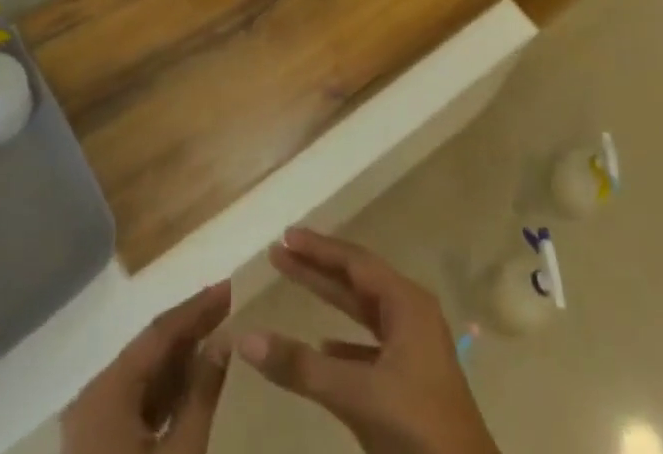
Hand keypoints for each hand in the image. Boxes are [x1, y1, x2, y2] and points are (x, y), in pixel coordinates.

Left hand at [61, 282, 232, 453]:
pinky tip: (198, 384)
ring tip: (223, 337)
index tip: (232, 287)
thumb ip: (202, 393)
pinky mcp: (99, 450)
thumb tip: (226, 339)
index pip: (159, 333)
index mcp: (107, 391)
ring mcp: (93, 426)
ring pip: (144, 376)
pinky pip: (138, 403)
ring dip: (182, 358)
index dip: (197, 308)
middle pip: (149, 350)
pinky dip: (168, 390)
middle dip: (192, 329)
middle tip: (233, 307)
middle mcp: (95, 397)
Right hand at [237, 229, 499, 453]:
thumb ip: (302, 367)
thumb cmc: (417, 426)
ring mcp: (413, 349)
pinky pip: (370, 346)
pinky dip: (344, 342)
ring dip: (329, 300)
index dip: (320, 248)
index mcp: (407, 304)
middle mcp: (411, 315)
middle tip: (280, 253)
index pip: (355, 262)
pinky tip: (323, 347)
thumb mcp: (357, 393)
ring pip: (363, 312)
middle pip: (357, 281)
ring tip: (293, 284)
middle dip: (318, 267)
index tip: (286, 236)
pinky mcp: (411, 381)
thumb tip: (246, 338)